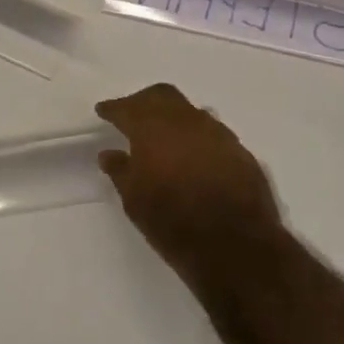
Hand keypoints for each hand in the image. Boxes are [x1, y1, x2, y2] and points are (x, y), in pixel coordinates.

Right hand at [95, 84, 283, 275]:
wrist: (235, 246)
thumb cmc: (173, 224)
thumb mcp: (135, 201)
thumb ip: (121, 171)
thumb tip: (109, 154)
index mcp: (154, 129)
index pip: (128, 108)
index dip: (113, 108)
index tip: (103, 111)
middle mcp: (186, 121)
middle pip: (162, 96)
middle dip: (143, 102)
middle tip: (131, 115)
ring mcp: (217, 133)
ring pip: (189, 111)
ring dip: (173, 117)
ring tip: (162, 136)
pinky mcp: (239, 150)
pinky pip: (211, 131)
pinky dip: (195, 135)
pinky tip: (191, 154)